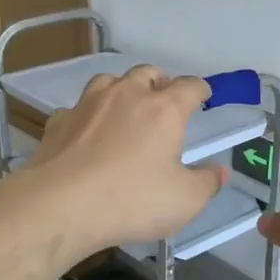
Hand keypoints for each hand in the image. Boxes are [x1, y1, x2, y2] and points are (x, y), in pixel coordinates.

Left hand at [19, 66, 225, 255]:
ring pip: (109, 81)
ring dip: (122, 89)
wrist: (60, 205)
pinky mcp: (59, 122)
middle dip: (160, 82)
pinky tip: (87, 133)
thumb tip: (220, 171)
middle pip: (147, 73)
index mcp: (163, 110)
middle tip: (165, 100)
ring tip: (126, 108)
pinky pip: (78, 108)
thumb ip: (207, 182)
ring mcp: (88, 105)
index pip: (189, 86)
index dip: (200, 89)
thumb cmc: (132, 200)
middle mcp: (126, 96)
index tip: (204, 95)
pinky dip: (88, 115)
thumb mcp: (185, 200)